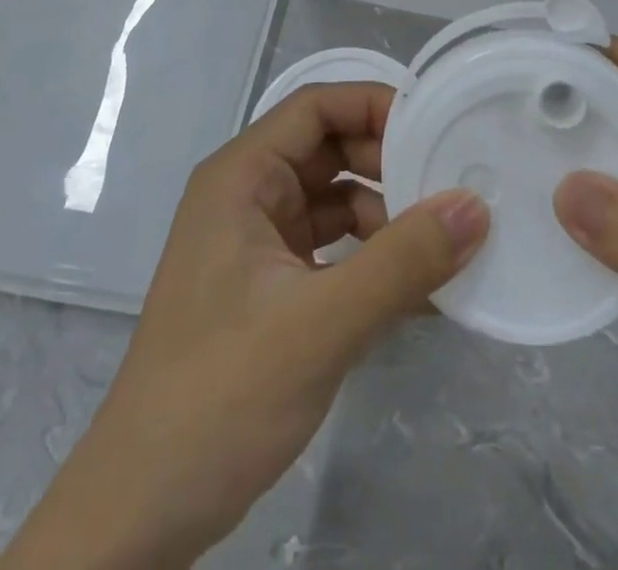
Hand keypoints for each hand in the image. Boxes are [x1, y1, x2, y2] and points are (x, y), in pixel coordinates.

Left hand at [1, 84, 488, 569]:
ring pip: (335, 201)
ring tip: (445, 242)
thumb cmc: (220, 395)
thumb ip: (402, 263)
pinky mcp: (270, 289)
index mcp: (242, 177)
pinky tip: (419, 290)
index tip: (437, 125)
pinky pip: (333, 250)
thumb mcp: (320, 324)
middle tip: (452, 186)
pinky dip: (373, 260)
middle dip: (389, 164)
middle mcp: (248, 197)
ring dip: (387, 216)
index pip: (316, 107)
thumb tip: (476, 206)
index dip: (375, 104)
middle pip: (330, 150)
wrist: (141, 513)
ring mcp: (257, 244)